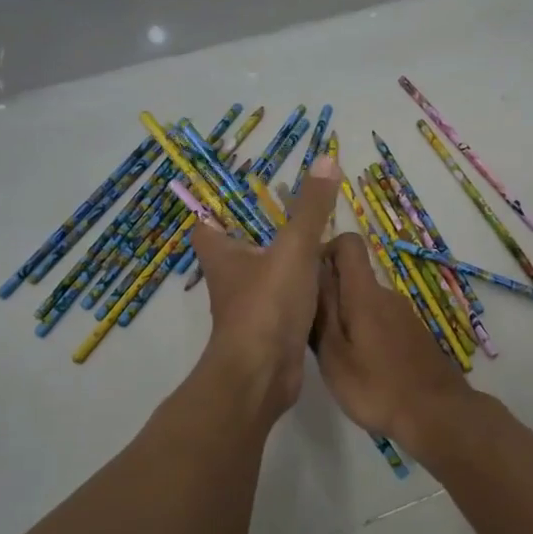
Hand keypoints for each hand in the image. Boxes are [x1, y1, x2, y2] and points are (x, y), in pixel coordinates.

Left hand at [191, 156, 340, 420]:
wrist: (264, 375)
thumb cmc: (267, 304)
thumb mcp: (295, 247)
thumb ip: (311, 207)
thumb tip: (326, 158)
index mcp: (222, 255)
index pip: (205, 224)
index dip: (214, 206)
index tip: (237, 190)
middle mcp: (230, 280)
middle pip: (236, 248)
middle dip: (259, 231)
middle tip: (292, 210)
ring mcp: (249, 308)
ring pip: (264, 276)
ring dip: (283, 262)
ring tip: (317, 241)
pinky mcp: (270, 332)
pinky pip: (285, 302)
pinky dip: (301, 291)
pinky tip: (327, 282)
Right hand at [312, 232, 471, 440]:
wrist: (437, 415)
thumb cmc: (376, 387)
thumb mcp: (334, 354)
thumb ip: (322, 311)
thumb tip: (312, 272)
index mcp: (365, 293)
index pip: (348, 244)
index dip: (324, 251)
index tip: (306, 280)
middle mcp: (387, 295)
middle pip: (353, 276)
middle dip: (329, 295)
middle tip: (312, 332)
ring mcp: (404, 315)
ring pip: (366, 302)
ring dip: (347, 318)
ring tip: (334, 355)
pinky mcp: (414, 334)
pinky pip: (382, 321)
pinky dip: (366, 334)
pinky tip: (363, 368)